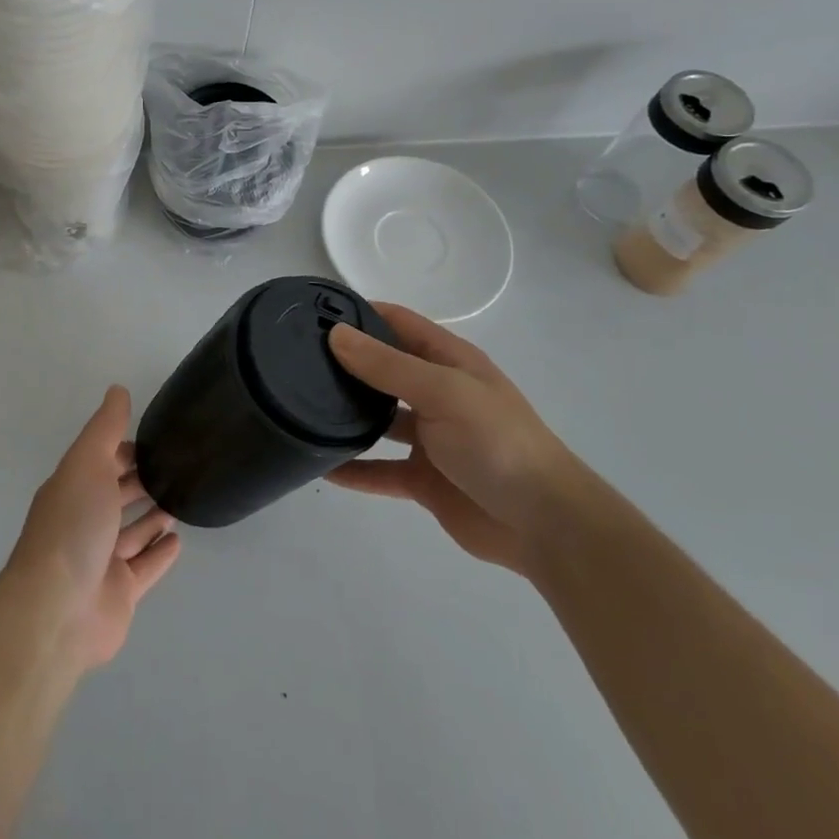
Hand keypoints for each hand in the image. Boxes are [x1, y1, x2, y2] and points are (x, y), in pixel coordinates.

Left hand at [1, 387, 182, 671]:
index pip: (101, 462)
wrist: (58, 609)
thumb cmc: (73, 526)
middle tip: (179, 467)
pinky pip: (145, 568)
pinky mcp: (120, 594)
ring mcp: (102, 561)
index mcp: (73, 489)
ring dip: (153, 516)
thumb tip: (117, 389)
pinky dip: (159, 554)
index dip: (124, 450)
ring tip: (183, 500)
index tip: (157, 439)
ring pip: (132, 532)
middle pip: (117, 496)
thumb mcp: (87, 463)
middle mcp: (85, 522)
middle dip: (141, 480)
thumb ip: (105, 428)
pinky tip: (178, 540)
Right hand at [325, 303, 580, 575]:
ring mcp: (430, 438)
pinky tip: (320, 466)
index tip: (313, 313)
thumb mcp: (442, 392)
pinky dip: (354, 469)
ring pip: (378, 419)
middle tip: (294, 360)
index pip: (398, 323)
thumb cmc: (497, 442)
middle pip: (383, 370)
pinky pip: (379, 470)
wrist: (544, 525)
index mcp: (449, 361)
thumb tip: (335, 335)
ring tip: (299, 408)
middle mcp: (437, 393)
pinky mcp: (424, 479)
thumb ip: (387, 365)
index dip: (360, 314)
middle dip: (345, 363)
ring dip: (346, 415)